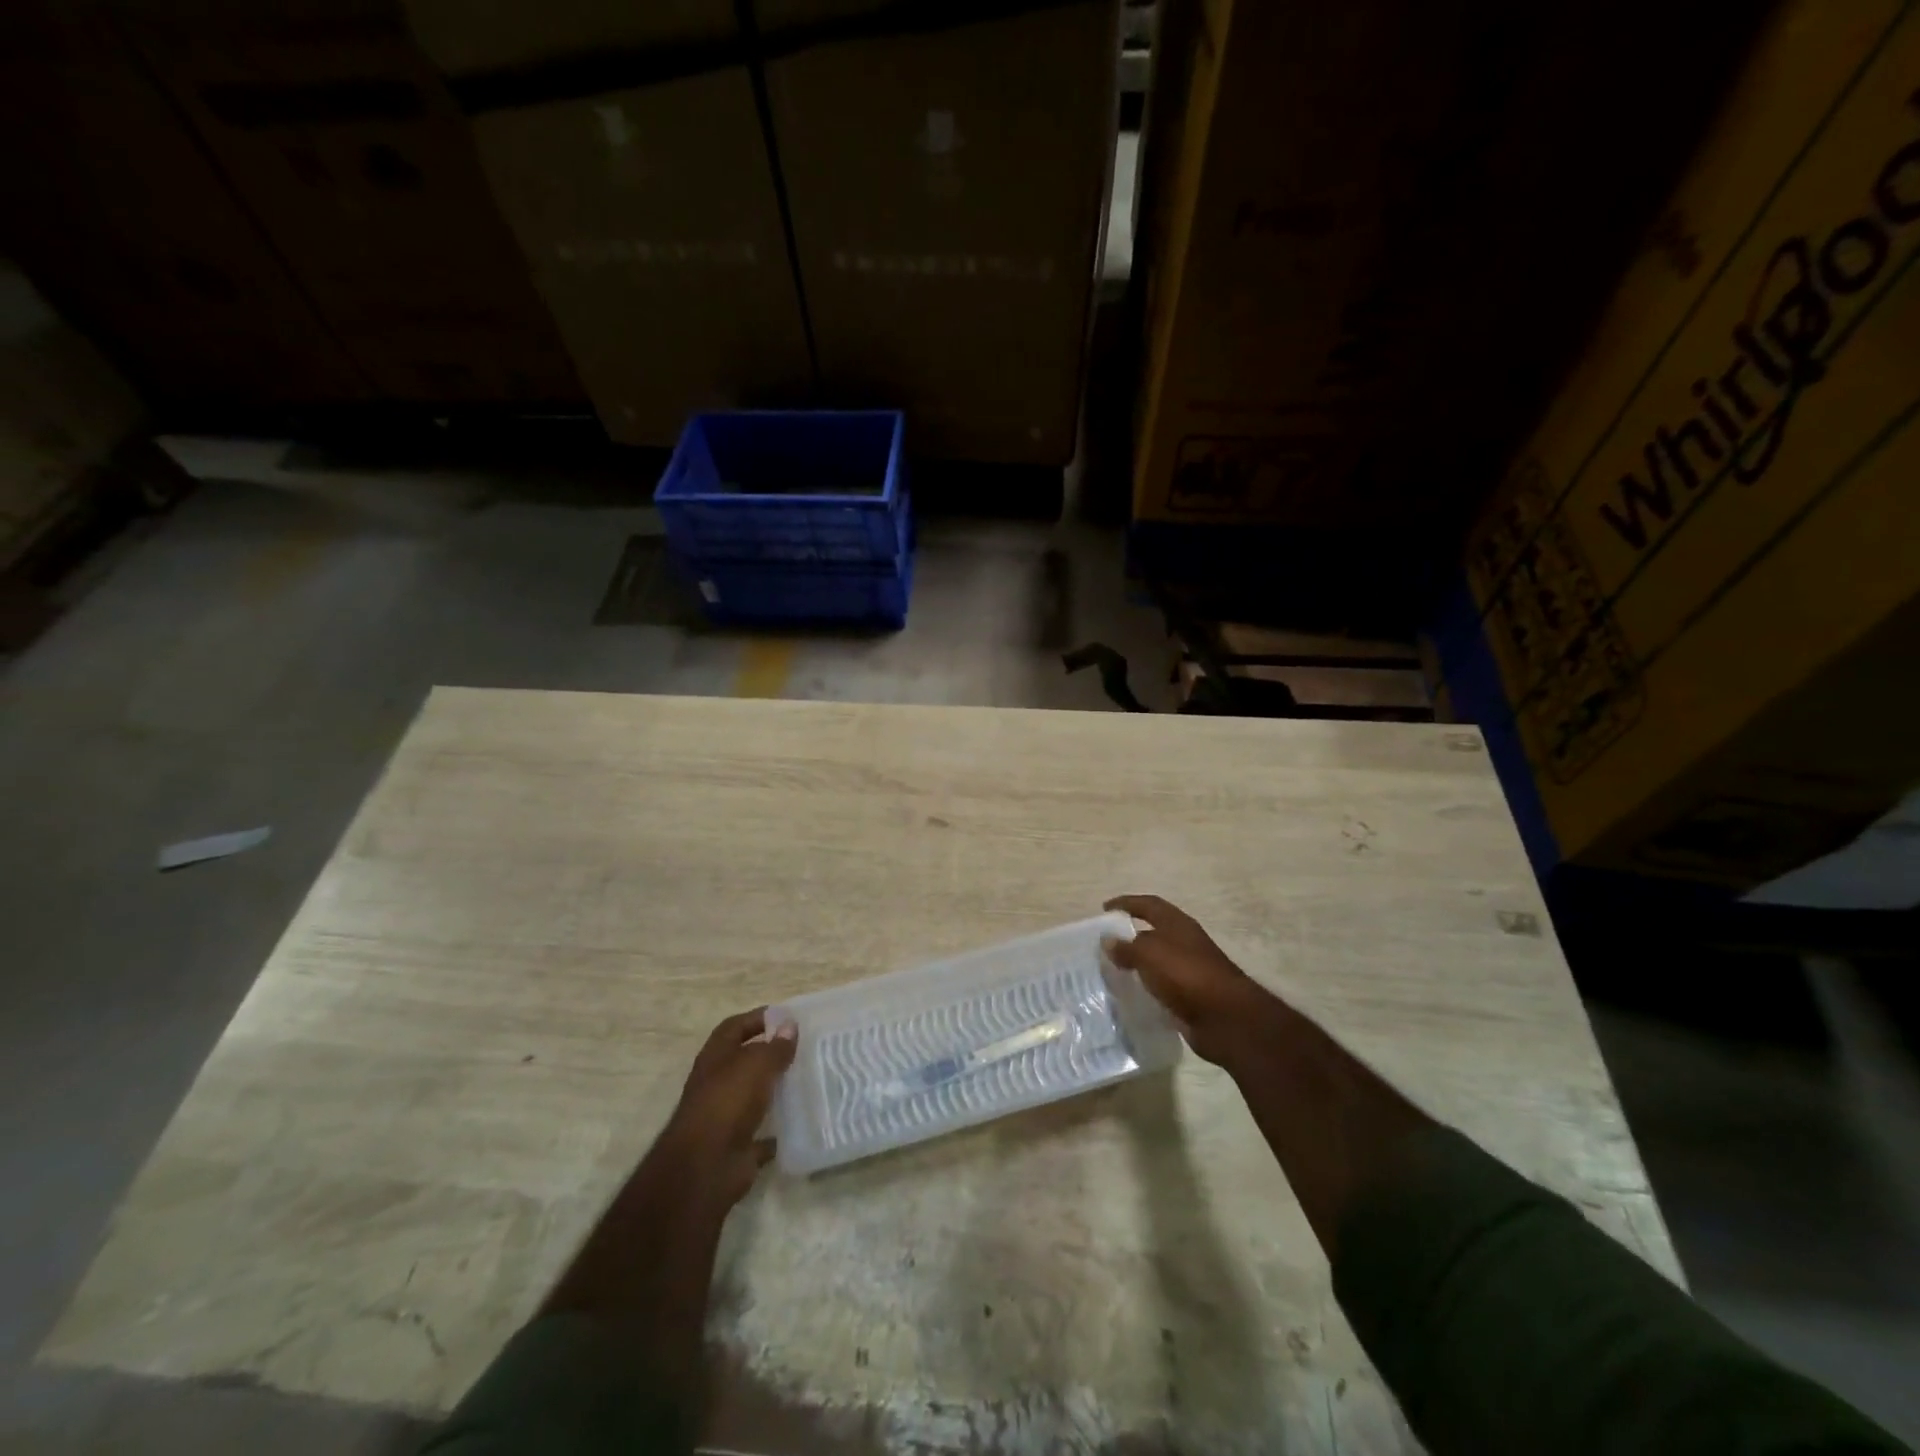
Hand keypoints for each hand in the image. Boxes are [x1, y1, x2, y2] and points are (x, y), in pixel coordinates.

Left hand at [660, 1008, 797, 1209]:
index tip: (787, 1017)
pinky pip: (762, 1134)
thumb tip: (790, 1025)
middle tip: (806, 1048)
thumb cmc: (727, 1102)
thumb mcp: (756, 1064)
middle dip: (772, 1054)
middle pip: (746, 1061)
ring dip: (777, 1090)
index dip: (758, 1018)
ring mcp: (726, 1116)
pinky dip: (778, 1129)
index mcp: (716, 1058)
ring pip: (755, 1096)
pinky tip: (801, 1121)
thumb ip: (775, 1046)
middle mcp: (718, 1084)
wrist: (704, 1168)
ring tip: (809, 1080)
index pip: (735, 1027)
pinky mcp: (737, 1146)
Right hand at [1105, 895, 1275, 1065]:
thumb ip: (1127, 947)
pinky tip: (1130, 995)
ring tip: (1112, 971)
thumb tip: (1108, 940)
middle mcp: (1185, 943)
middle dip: (1130, 935)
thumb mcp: (1150, 954)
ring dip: (1138, 963)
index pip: (1149, 905)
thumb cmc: (1187, 975)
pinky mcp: (1191, 996)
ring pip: (1157, 961)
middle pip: (1154, 932)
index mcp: (1178, 925)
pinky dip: (1146, 987)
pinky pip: (1162, 986)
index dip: (1127, 903)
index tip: (1105, 909)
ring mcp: (1190, 970)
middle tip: (1105, 944)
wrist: (1226, 1019)